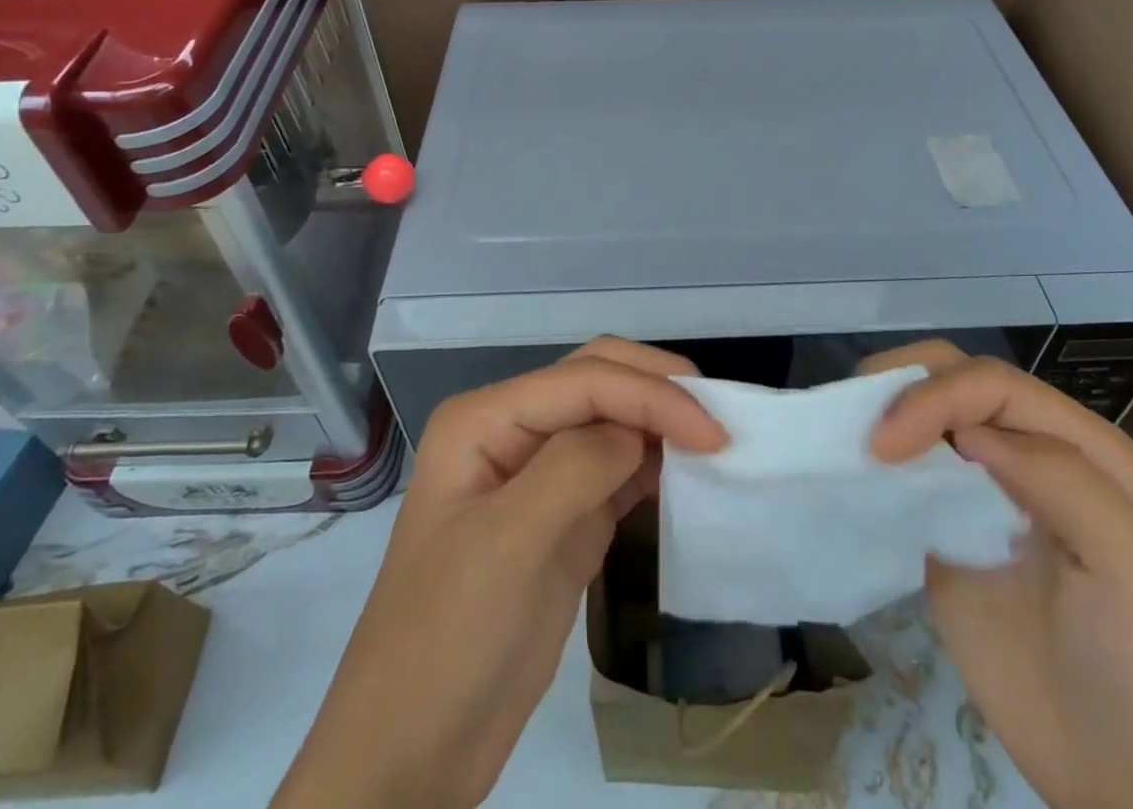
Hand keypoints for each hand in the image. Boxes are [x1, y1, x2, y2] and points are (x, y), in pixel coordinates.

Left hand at [272, 338, 726, 808]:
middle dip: (658, 390)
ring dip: (661, 421)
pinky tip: (685, 473)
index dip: (651, 395)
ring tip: (714, 441)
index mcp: (486, 418)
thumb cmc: (447, 641)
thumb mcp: (508, 547)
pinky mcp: (563, 515)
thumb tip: (639, 433)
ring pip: (612, 418)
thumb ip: (575, 469)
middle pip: (597, 380)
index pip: (582, 380)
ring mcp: (537, 472)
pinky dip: (654, 463)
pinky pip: (617, 469)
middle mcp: (512, 429)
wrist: (413, 754)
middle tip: (720, 421)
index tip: (714, 433)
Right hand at [865, 342, 1132, 808]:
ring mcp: (983, 483)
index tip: (887, 446)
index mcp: (1079, 444)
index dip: (935, 398)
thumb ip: (1063, 478)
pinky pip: (905, 467)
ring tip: (848, 437)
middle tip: (862, 429)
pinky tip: (856, 467)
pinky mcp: (944, 520)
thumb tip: (966, 434)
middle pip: (955, 377)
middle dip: (902, 385)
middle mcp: (1028, 447)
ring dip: (883, 408)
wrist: (1118, 776)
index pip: (992, 384)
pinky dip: (876, 454)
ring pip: (925, 408)